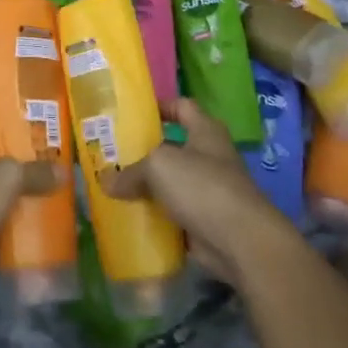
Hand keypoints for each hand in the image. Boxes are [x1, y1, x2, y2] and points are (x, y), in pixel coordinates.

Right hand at [101, 98, 300, 284]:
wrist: (241, 241)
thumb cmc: (202, 186)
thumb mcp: (159, 166)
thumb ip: (131, 172)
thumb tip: (106, 181)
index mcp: (205, 131)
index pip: (181, 106)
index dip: (159, 106)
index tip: (129, 113)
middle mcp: (208, 157)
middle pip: (170, 147)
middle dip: (142, 151)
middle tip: (110, 154)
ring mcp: (207, 190)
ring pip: (168, 183)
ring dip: (144, 187)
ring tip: (111, 186)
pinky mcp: (202, 220)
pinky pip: (170, 213)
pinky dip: (152, 216)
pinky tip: (127, 217)